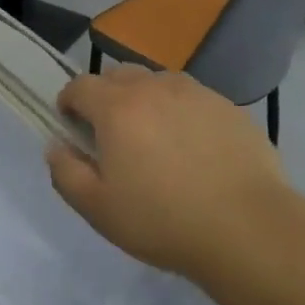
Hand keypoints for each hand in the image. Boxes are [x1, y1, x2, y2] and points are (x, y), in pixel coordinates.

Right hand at [46, 65, 287, 281]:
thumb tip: (56, 146)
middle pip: (118, 75)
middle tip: (112, 134)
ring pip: (158, 82)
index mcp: (116, 107)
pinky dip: (182, 112)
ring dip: (146, 100)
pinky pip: (193, 99)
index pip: (80, 85)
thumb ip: (66, 173)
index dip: (69, 102)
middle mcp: (153, 87)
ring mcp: (195, 93)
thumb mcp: (98, 209)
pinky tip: (194, 148)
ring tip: (155, 138)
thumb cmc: (163, 220)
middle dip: (106, 96)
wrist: (248, 228)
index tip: (72, 125)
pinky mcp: (228, 107)